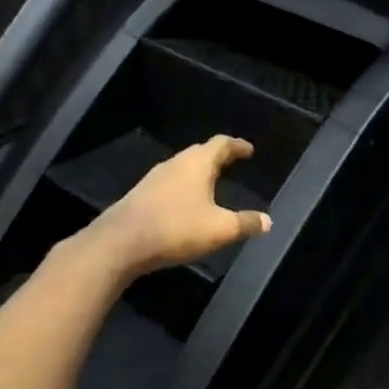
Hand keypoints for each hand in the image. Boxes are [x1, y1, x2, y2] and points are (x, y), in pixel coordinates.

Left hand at [64, 135, 271, 286]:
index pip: (221, 144)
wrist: (120, 244)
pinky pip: (170, 184)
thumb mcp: (220, 229)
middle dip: (218, 157)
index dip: (237, 146)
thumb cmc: (176, 228)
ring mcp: (154, 179)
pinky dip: (184, 187)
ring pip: (183, 168)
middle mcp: (175, 164)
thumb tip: (268, 221)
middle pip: (200, 153)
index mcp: (197, 164)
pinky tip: (187, 203)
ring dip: (199, 172)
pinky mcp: (141, 196)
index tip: (248, 150)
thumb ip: (246, 223)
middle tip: (232, 163)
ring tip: (213, 183)